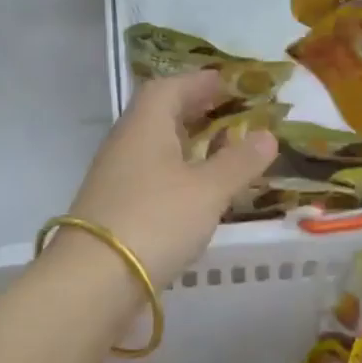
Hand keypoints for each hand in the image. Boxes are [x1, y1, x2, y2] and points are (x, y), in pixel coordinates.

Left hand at [64, 70, 277, 285]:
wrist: (94, 281)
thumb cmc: (156, 221)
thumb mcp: (208, 190)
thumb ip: (239, 161)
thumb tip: (267, 135)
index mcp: (145, 126)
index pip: (170, 87)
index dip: (200, 81)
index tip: (228, 82)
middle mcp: (126, 144)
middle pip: (159, 114)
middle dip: (193, 108)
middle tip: (226, 111)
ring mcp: (115, 178)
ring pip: (153, 146)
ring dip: (184, 141)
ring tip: (216, 148)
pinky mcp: (114, 209)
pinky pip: (150, 175)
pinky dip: (175, 172)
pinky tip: (193, 190)